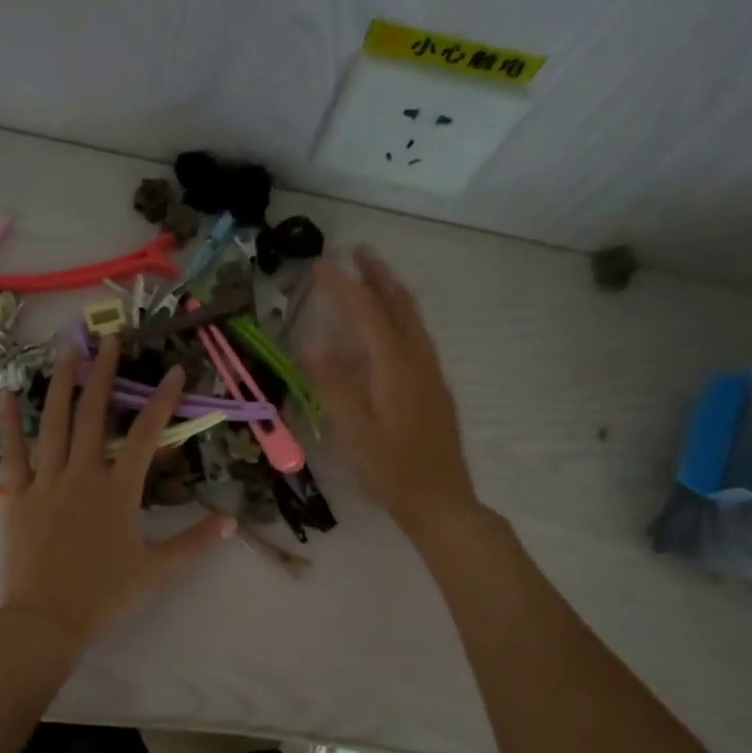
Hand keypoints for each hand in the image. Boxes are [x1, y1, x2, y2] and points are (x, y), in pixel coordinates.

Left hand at [0, 337, 233, 647]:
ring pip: (54, 423)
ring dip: (61, 383)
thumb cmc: (106, 595)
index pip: (144, 435)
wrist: (47, 620)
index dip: (161, 401)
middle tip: (110, 340)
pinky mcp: (19, 495)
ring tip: (67, 349)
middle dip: (105, 374)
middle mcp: (83, 474)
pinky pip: (13, 452)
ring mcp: (47, 482)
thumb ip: (194, 542)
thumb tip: (231, 522)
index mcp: (118, 490)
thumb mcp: (158, 570)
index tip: (174, 371)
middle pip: (94, 414)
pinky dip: (8, 421)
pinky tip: (6, 393)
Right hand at [304, 247, 480, 536]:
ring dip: (392, 292)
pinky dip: (400, 316)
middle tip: (358, 252)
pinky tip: (390, 328)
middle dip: (378, 276)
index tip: (320, 264)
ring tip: (373, 277)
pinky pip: (417, 337)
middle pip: (399, 306)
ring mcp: (431, 374)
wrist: (441, 500)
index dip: (343, 286)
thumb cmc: (392, 470)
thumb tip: (310, 343)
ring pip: (412, 320)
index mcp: (395, 367)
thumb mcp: (354, 431)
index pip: (367, 313)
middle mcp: (418, 361)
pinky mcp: (434, 388)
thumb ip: (333, 385)